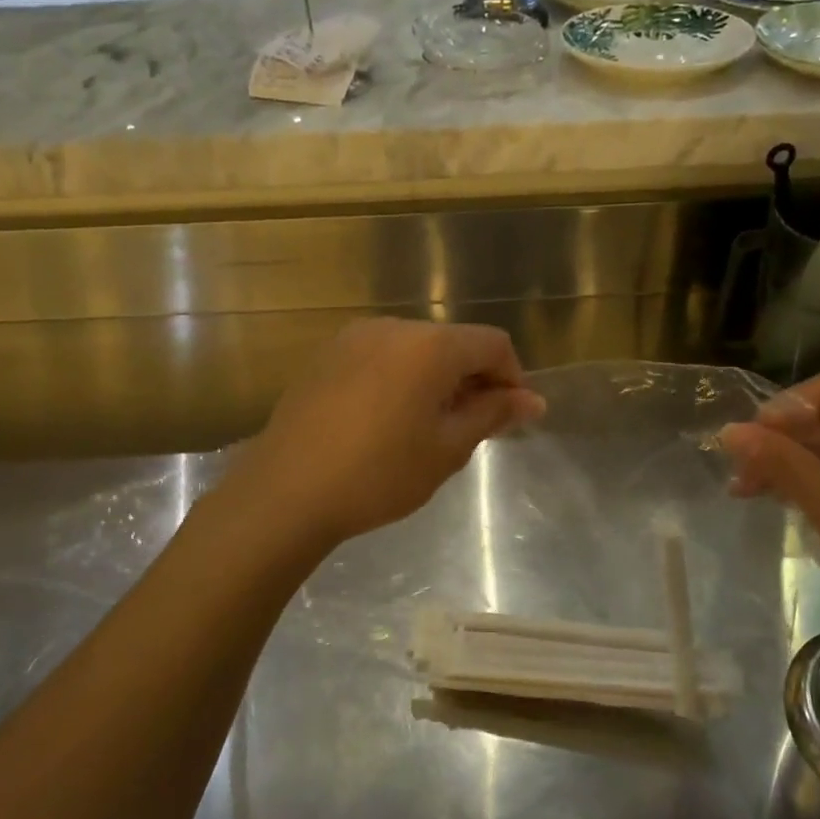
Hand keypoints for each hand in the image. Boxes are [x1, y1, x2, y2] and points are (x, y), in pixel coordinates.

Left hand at [234, 318, 545, 547]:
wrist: (286, 491)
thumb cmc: (379, 474)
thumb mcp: (447, 449)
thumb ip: (492, 414)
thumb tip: (533, 400)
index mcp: (430, 345)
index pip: (492, 344)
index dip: (512, 378)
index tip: (510, 417)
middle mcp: (393, 327)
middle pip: (453, 342)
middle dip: (473, 379)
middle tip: (473, 427)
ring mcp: (353, 338)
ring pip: (415, 349)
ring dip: (436, 379)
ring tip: (430, 426)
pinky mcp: (326, 356)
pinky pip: (381, 357)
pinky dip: (401, 378)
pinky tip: (389, 420)